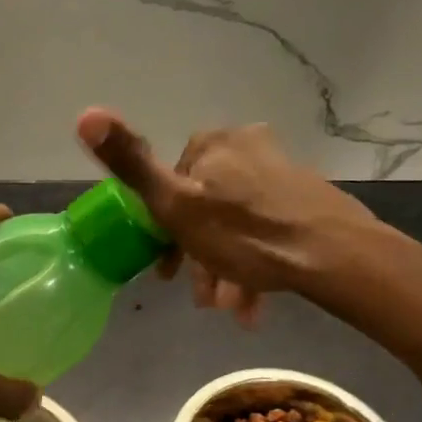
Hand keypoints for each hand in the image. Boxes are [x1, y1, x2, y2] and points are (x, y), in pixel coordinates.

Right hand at [77, 108, 378, 323]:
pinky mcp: (306, 198)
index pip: (170, 184)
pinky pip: (265, 230)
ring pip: (236, 224)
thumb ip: (130, 163)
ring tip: (232, 308)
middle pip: (205, 208)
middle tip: (204, 299)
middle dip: (200, 258)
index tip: (168, 272)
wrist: (336, 256)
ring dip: (226, 269)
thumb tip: (85, 113)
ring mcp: (280, 171)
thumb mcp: (176, 204)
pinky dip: (254, 264)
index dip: (164, 231)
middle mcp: (246, 147)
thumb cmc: (245, 234)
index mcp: (212, 144)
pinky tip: (255, 302)